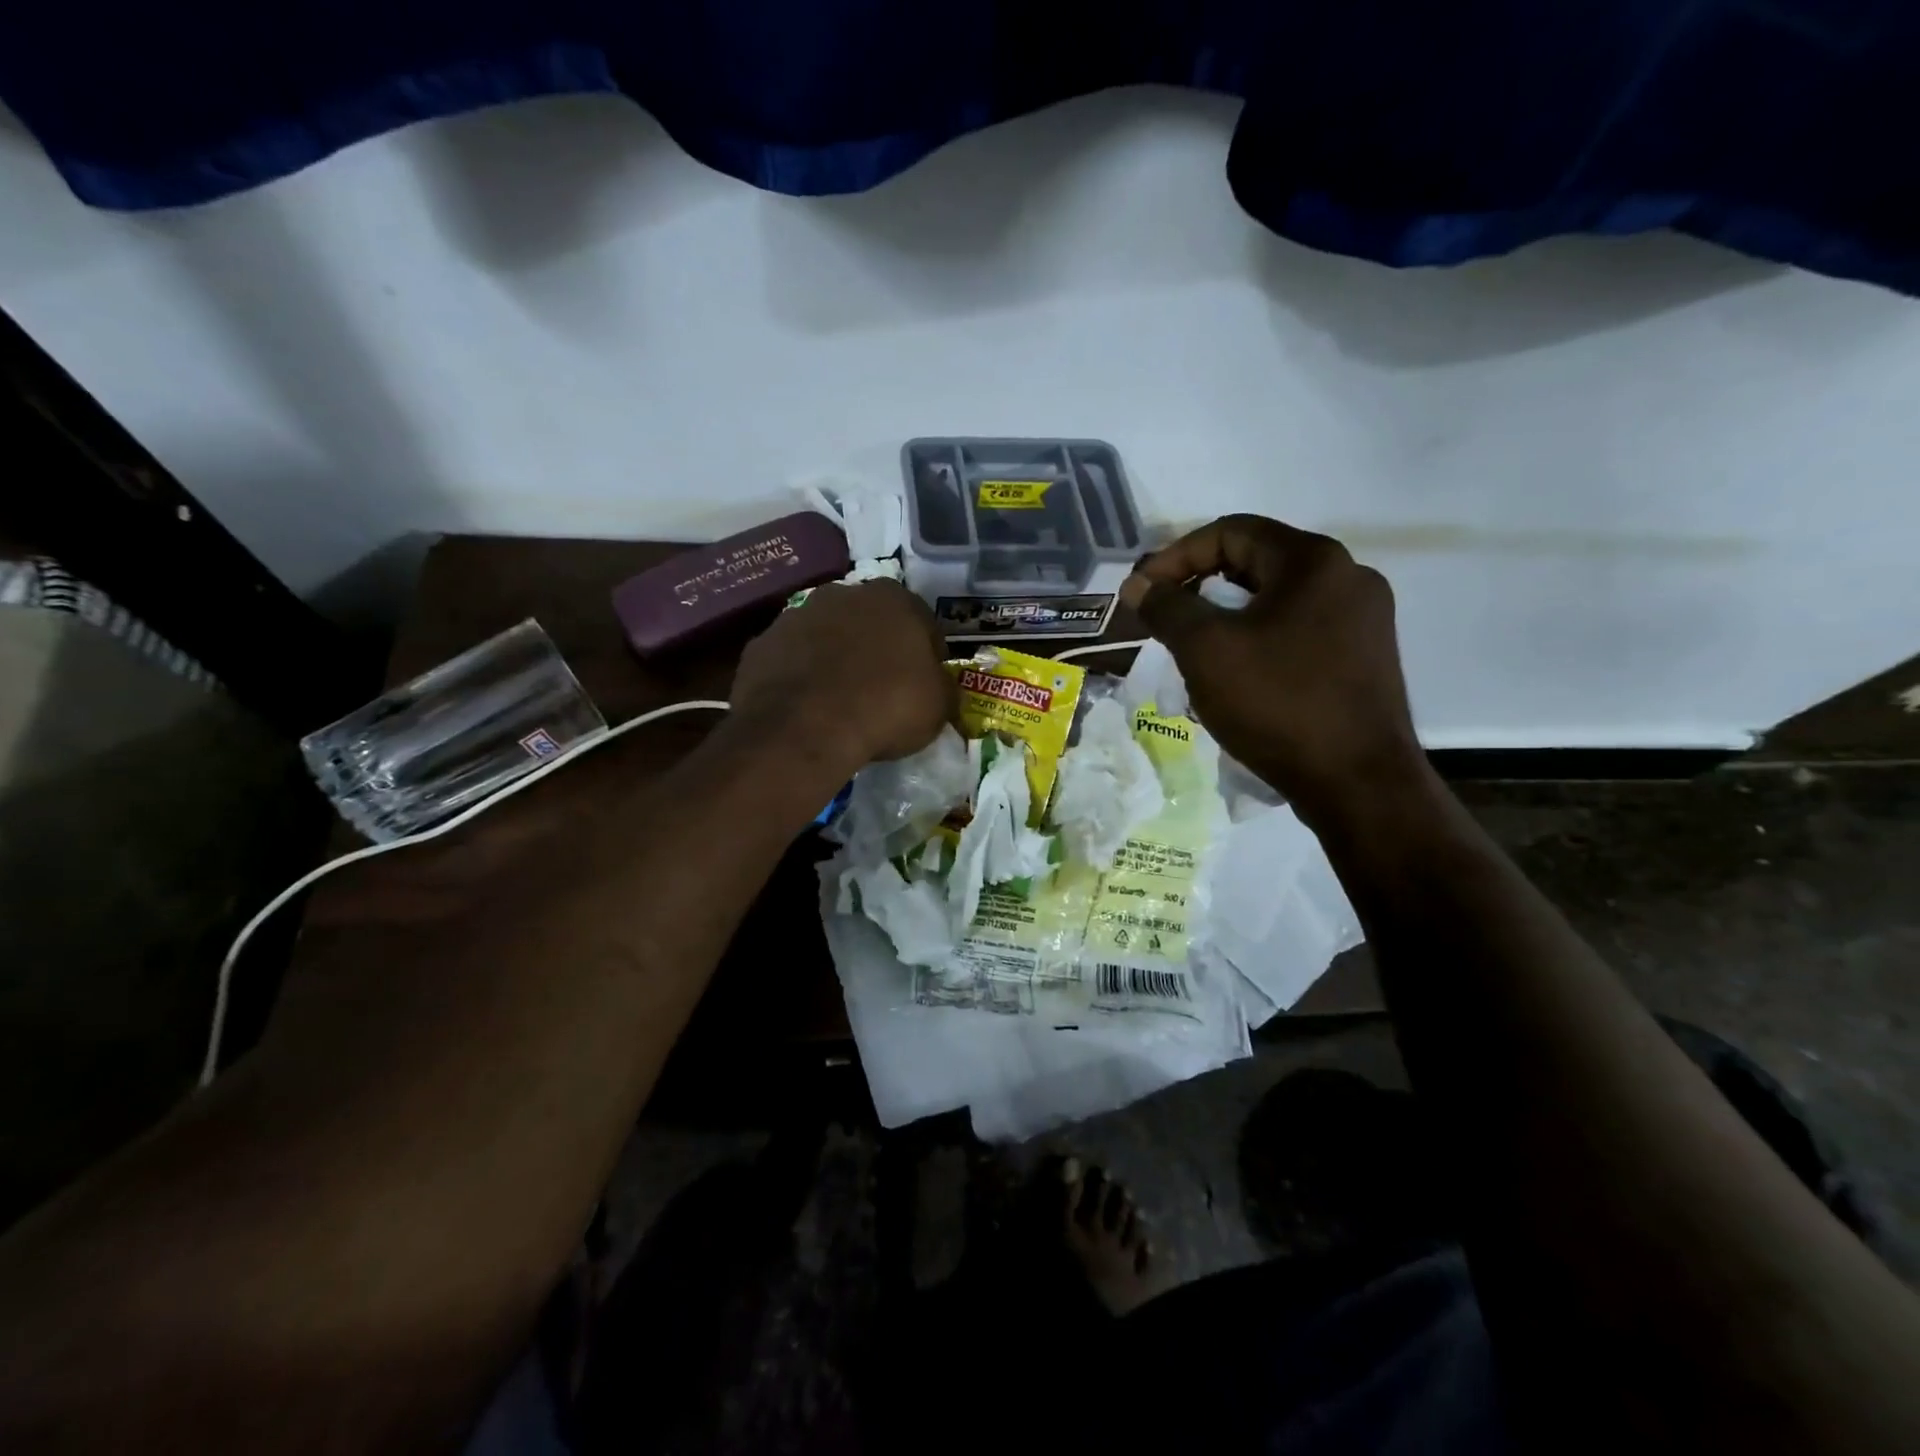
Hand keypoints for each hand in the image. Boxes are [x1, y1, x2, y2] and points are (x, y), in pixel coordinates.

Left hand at [730, 579, 953, 771]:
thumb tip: (938, 691)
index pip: (922, 623)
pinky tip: (806, 709)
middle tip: (882, 690)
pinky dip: (799, 678)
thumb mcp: (938, 705)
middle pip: (868, 622)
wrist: (806, 728)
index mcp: (893, 598)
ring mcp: (795, 616)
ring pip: (825, 637)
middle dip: (876, 649)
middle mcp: (843, 594)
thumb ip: (942, 689)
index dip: (928, 656)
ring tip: (840, 701)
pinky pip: (790, 661)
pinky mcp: (760, 645)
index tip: (925, 685)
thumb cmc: (886, 706)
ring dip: (834, 659)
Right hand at [1119, 515, 1425, 817]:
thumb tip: (1138, 585)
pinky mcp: (1364, 657)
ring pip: (1276, 600)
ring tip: (1193, 650)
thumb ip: (1167, 608)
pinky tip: (1237, 674)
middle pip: (1256, 562)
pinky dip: (1258, 639)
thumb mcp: (1207, 650)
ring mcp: (1363, 619)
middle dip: (1200, 586)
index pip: (1231, 532)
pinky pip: (1298, 630)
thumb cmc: (1278, 703)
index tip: (1144, 593)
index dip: (1176, 556)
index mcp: (1314, 561)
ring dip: (1227, 616)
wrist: (1356, 783)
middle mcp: (1348, 576)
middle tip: (1164, 619)